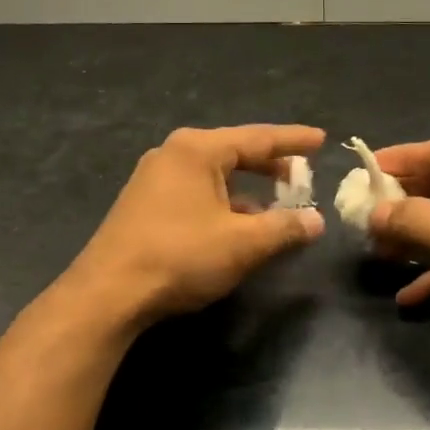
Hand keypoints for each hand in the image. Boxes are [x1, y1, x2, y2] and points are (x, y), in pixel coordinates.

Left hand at [67, 125, 325, 326]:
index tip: (321, 139)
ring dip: (246, 189)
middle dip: (269, 165)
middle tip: (301, 174)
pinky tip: (236, 227)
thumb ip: (284, 228)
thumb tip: (316, 221)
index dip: (293, 140)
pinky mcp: (144, 204)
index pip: (258, 137)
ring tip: (275, 206)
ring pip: (213, 175)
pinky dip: (222, 202)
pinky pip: (195, 192)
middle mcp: (173, 154)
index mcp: (198, 150)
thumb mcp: (243, 243)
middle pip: (234, 152)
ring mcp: (153, 178)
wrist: (109, 293)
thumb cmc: (180, 256)